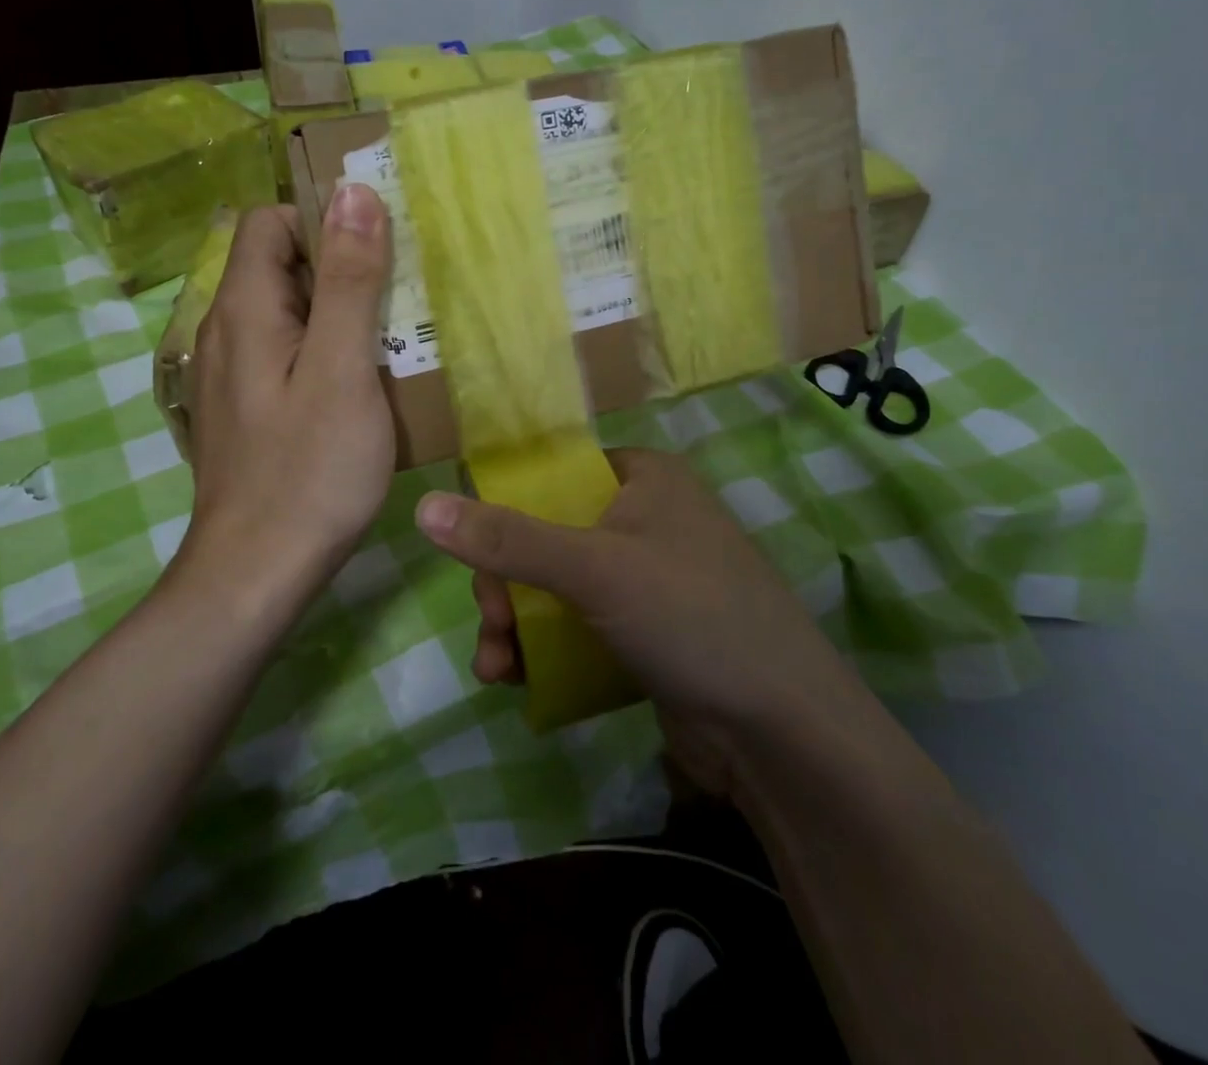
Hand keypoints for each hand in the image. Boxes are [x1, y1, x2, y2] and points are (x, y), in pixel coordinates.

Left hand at [186, 186, 393, 581]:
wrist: (258, 572)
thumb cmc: (308, 469)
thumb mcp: (340, 367)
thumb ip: (347, 279)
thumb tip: (354, 192)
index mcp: (244, 309)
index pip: (269, 222)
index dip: (321, 218)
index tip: (378, 243)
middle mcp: (227, 332)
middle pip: (280, 266)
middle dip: (340, 265)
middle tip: (401, 290)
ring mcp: (234, 375)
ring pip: (288, 313)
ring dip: (338, 311)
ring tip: (394, 333)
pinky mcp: (248, 410)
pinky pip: (287, 355)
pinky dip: (325, 350)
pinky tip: (364, 382)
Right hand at [414, 449, 859, 788]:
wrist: (782, 733)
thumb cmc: (690, 617)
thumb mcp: (593, 569)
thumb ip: (508, 540)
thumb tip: (424, 506)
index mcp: (644, 478)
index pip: (555, 475)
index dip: (508, 510)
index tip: (480, 556)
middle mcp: (647, 519)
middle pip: (548, 535)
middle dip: (507, 584)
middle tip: (493, 623)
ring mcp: (649, 580)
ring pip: (558, 587)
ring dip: (516, 624)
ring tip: (495, 666)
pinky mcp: (649, 633)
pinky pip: (580, 627)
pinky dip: (546, 649)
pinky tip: (516, 681)